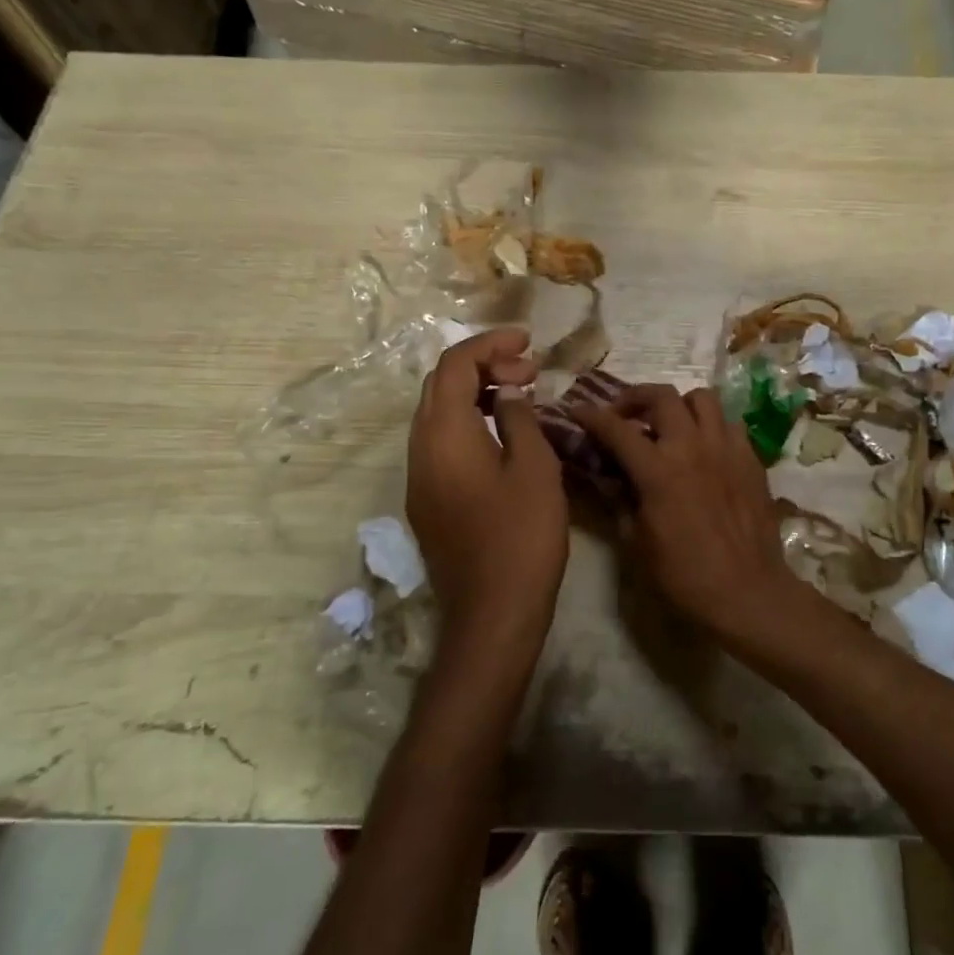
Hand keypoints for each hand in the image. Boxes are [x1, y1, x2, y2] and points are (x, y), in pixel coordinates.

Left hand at [407, 328, 568, 647]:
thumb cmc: (522, 536)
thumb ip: (519, 419)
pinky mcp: (427, 500)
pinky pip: (442, 442)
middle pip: (440, 385)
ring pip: (439, 414)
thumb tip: (509, 393)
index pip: (454, 365)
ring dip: (476, 393)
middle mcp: (420, 448)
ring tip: (522, 393)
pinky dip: (470, 422)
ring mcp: (419, 477)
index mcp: (445, 433)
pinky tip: (504, 433)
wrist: (492, 613)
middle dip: (483, 365)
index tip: (528, 341)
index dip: (490, 343)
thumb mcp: (534, 468)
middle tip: (530, 368)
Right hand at [573, 384, 802, 639]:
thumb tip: (609, 477)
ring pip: (702, 398)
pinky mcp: (752, 459)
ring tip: (670, 425)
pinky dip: (711, 426)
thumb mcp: (636, 542)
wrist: (746, 593)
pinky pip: (730, 424)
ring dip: (679, 405)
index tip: (577, 410)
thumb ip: (619, 500)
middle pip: (661, 396)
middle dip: (635, 398)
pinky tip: (705, 448)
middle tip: (625, 416)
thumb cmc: (683, 576)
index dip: (591, 415)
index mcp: (658, 471)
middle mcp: (693, 447)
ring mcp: (727, 449)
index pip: (617, 429)